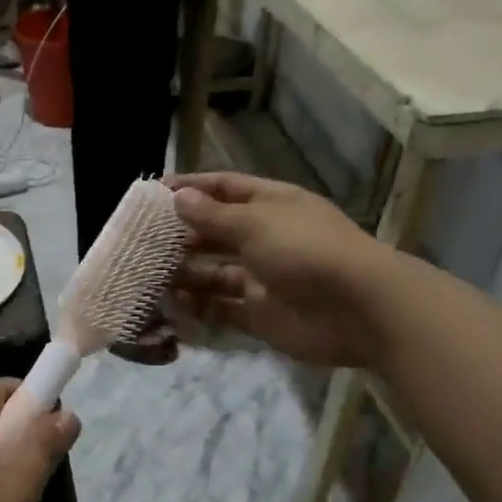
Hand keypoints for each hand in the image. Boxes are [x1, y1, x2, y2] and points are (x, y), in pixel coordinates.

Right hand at [166, 172, 391, 369]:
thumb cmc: (305, 251)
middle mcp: (265, 238)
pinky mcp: (259, 314)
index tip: (154, 192)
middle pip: (216, 232)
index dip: (192, 188)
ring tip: (148, 274)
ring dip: (184, 273)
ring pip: (213, 272)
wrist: (358, 309)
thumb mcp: (255, 223)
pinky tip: (171, 304)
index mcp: (271, 206)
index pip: (225, 189)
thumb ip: (212, 215)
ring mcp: (262, 278)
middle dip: (182, 235)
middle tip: (142, 240)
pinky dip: (197, 307)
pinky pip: (220, 308)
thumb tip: (178, 197)